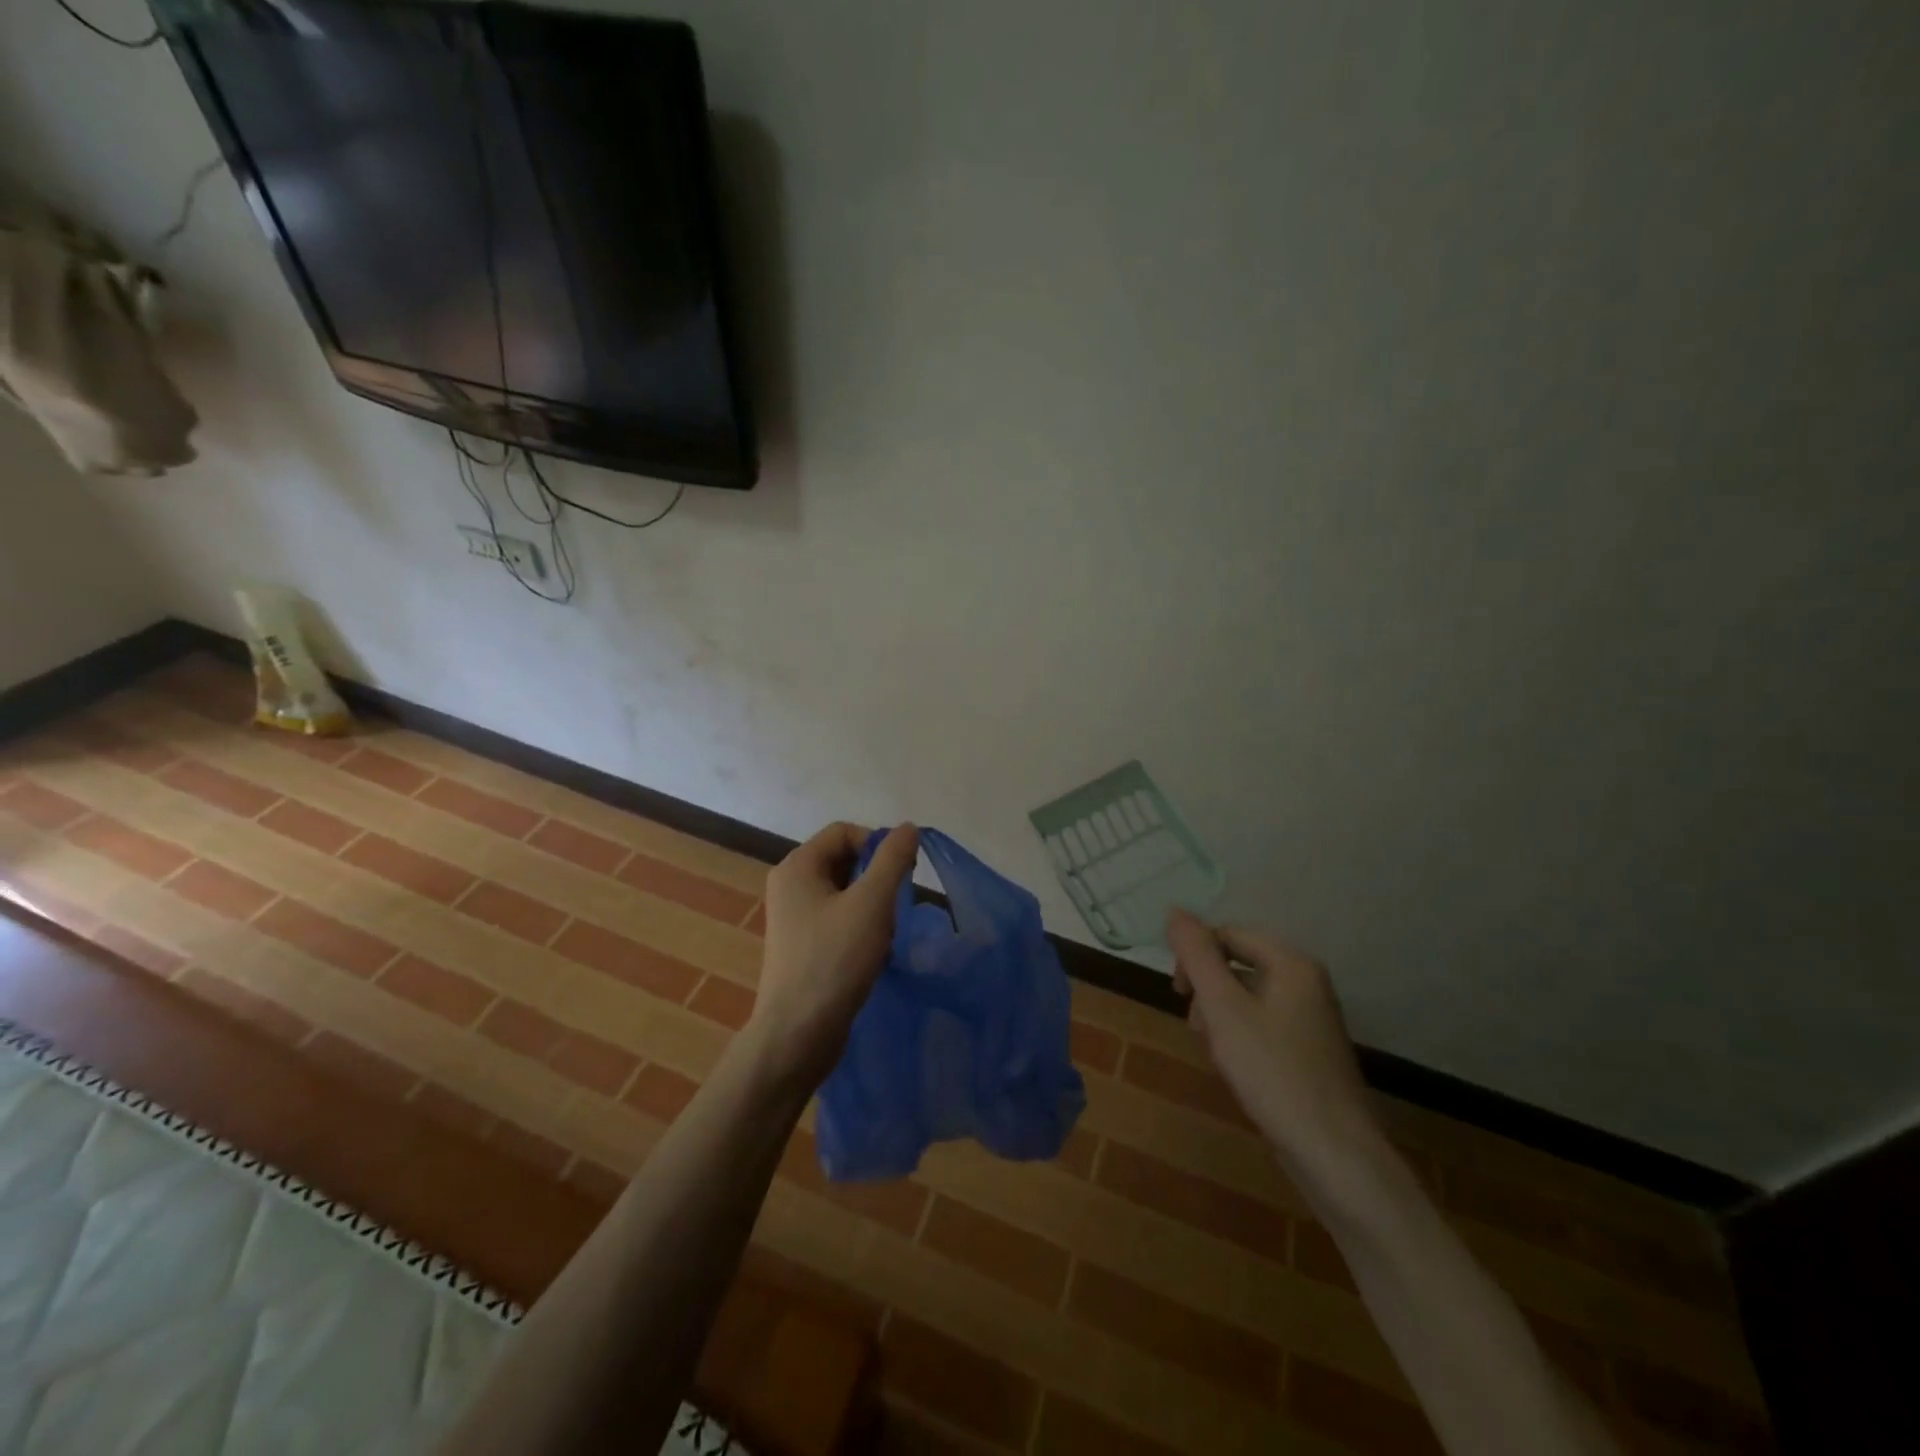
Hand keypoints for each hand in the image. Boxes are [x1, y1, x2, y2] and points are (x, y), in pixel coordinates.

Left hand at [746, 821, 919, 1087]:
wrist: (798, 1035)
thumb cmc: (834, 960)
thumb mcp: (872, 903)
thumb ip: (893, 859)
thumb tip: (907, 827)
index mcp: (797, 867)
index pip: (844, 832)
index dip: (877, 844)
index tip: (903, 872)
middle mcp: (791, 887)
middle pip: (845, 861)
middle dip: (877, 879)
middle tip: (897, 905)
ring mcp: (795, 920)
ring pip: (846, 894)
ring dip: (873, 907)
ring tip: (886, 934)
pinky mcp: (804, 948)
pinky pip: (840, 921)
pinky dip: (862, 930)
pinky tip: (876, 954)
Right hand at [1167, 909, 1388, 1190]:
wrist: (1335, 1154)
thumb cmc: (1273, 1072)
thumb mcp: (1223, 1008)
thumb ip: (1197, 956)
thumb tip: (1175, 911)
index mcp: (1292, 963)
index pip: (1229, 934)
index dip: (1196, 956)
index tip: (1178, 993)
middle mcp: (1307, 982)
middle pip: (1239, 963)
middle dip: (1208, 989)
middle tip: (1197, 1027)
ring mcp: (1312, 1018)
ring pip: (1248, 996)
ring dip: (1220, 1015)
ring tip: (1215, 1051)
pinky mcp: (1310, 1050)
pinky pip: (1264, 1023)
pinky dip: (1241, 1036)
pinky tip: (1236, 1067)